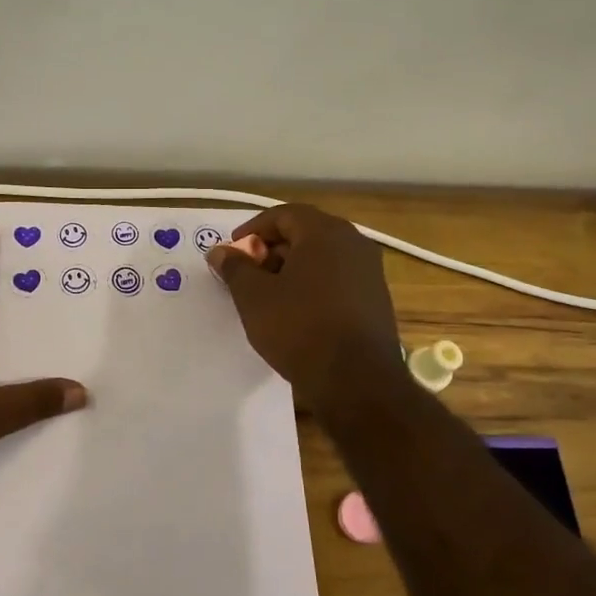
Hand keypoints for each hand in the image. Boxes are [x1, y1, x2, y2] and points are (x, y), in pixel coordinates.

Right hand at [206, 203, 402, 407]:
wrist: (356, 380)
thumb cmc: (299, 328)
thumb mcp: (254, 297)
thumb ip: (235, 268)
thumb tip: (220, 252)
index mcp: (324, 232)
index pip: (283, 215)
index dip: (253, 230)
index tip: (232, 252)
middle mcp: (353, 243)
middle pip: (305, 233)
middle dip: (272, 249)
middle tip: (247, 274)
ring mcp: (369, 271)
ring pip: (322, 257)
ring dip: (292, 268)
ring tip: (268, 296)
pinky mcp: (376, 299)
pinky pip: (338, 279)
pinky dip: (313, 285)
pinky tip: (297, 312)